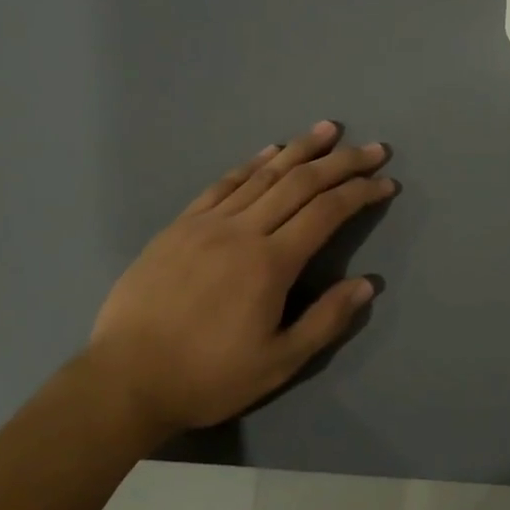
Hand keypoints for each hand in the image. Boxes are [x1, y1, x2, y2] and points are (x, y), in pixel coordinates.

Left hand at [85, 122, 396, 437]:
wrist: (123, 380)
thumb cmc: (208, 376)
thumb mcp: (278, 363)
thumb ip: (326, 321)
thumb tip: (367, 284)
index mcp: (270, 263)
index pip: (327, 212)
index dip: (360, 193)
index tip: (386, 182)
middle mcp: (242, 230)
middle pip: (300, 183)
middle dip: (341, 162)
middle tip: (372, 148)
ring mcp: (207, 223)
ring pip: (263, 174)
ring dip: (299, 149)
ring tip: (327, 130)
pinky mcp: (179, 226)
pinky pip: (222, 184)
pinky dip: (251, 163)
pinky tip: (269, 151)